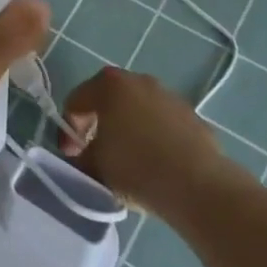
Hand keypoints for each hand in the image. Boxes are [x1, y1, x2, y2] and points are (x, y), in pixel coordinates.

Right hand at [58, 65, 234, 215]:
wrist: (198, 185)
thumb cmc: (135, 167)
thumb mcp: (94, 166)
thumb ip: (81, 157)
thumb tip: (83, 158)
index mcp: (108, 84)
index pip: (76, 101)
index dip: (69, 130)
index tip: (71, 156)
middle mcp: (139, 80)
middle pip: (109, 101)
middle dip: (99, 125)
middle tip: (96, 154)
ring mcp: (170, 97)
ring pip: (139, 112)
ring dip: (130, 131)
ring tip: (129, 163)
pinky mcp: (193, 118)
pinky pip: (164, 126)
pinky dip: (156, 140)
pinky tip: (158, 167)